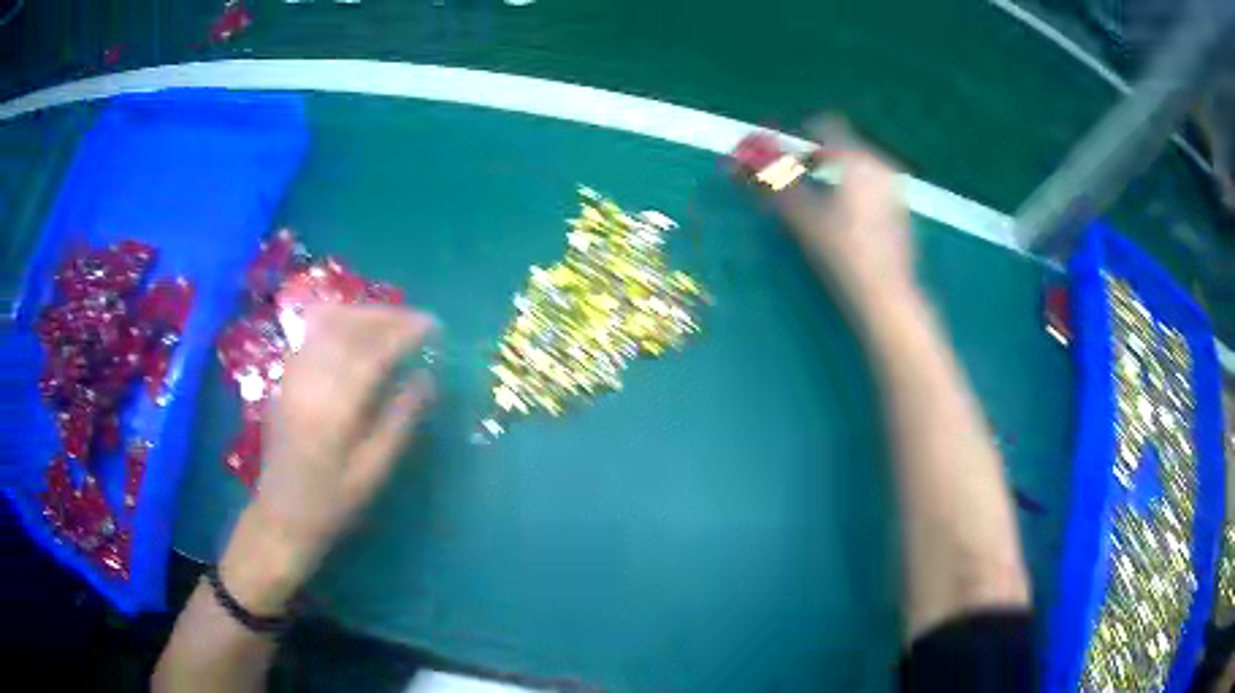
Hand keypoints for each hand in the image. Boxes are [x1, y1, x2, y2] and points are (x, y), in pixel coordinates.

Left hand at [220, 304, 436, 611]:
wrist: (281, 516)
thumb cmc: (332, 502)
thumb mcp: (374, 472)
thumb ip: (400, 421)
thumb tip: (426, 378)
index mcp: (335, 408)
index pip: (373, 352)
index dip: (405, 332)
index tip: (434, 326)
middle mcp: (310, 381)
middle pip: (348, 326)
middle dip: (386, 315)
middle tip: (417, 321)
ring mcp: (292, 375)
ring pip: (327, 322)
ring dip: (362, 314)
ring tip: (391, 322)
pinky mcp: (285, 377)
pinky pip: (311, 333)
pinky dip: (338, 321)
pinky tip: (355, 331)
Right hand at [771, 118, 915, 311]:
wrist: (886, 295)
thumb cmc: (841, 252)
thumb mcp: (801, 215)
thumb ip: (770, 180)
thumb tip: (738, 160)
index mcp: (856, 157)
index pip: (823, 124)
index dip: (799, 137)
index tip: (783, 158)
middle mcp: (879, 163)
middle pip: (841, 145)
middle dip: (815, 157)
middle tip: (795, 182)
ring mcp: (894, 187)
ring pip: (857, 166)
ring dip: (833, 174)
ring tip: (819, 205)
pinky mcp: (900, 209)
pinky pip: (871, 184)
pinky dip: (853, 191)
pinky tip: (845, 222)